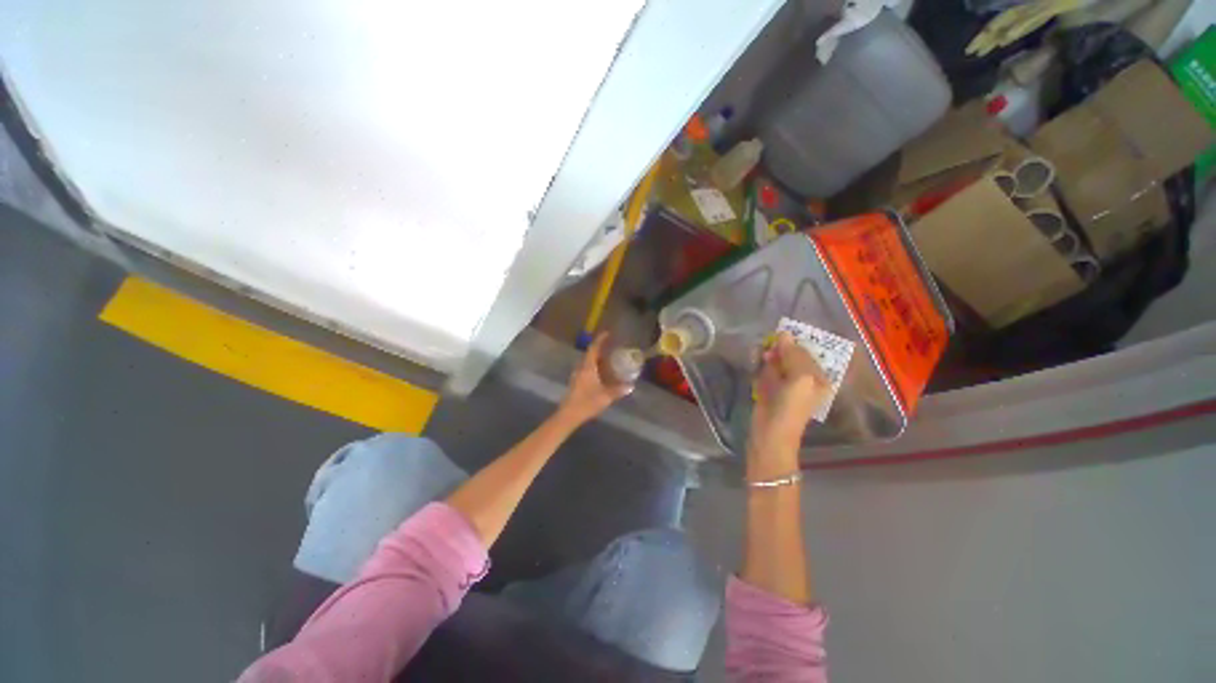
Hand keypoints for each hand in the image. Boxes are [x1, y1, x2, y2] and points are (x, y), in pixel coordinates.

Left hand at [557, 333, 631, 425]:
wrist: (568, 415)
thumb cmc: (586, 402)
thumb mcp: (605, 396)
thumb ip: (618, 390)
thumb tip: (630, 386)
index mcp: (587, 367)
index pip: (594, 348)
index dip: (600, 340)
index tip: (607, 333)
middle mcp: (581, 368)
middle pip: (590, 354)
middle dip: (601, 350)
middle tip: (612, 348)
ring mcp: (577, 375)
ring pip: (588, 362)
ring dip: (598, 359)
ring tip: (609, 360)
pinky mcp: (576, 383)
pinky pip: (586, 370)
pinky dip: (595, 368)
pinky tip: (602, 375)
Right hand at [750, 332, 830, 451]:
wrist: (771, 433)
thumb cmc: (791, 406)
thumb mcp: (800, 377)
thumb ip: (793, 355)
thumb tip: (784, 334)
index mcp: (817, 378)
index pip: (807, 353)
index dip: (793, 344)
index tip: (778, 336)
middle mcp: (803, 380)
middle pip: (791, 357)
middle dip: (780, 350)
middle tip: (767, 347)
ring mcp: (784, 385)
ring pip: (777, 363)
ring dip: (768, 357)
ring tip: (760, 354)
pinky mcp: (768, 389)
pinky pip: (765, 372)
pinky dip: (760, 366)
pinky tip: (755, 362)